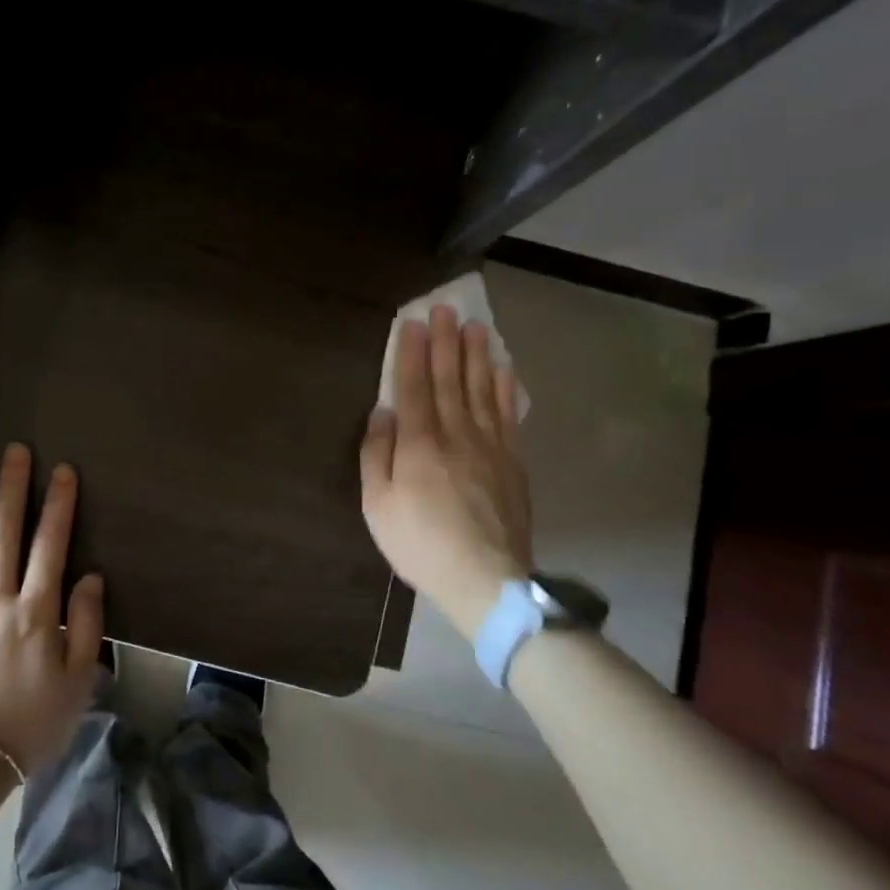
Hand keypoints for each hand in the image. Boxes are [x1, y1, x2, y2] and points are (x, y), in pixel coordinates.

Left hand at [0, 444, 104, 778]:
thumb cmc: (30, 726)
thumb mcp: (77, 682)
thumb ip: (86, 624)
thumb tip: (89, 576)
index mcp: (34, 612)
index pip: (51, 544)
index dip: (58, 504)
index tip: (62, 470)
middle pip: (4, 532)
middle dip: (12, 487)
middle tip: (15, 450)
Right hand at [360, 305, 532, 638]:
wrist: (485, 580)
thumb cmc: (420, 545)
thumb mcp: (378, 506)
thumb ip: (377, 455)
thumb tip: (383, 413)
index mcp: (419, 444)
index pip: (414, 386)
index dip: (412, 352)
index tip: (414, 322)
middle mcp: (456, 434)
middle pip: (450, 379)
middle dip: (446, 342)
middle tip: (446, 309)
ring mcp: (490, 446)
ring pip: (482, 390)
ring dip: (478, 355)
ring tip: (476, 326)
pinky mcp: (512, 462)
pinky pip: (508, 415)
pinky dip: (506, 388)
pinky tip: (505, 369)